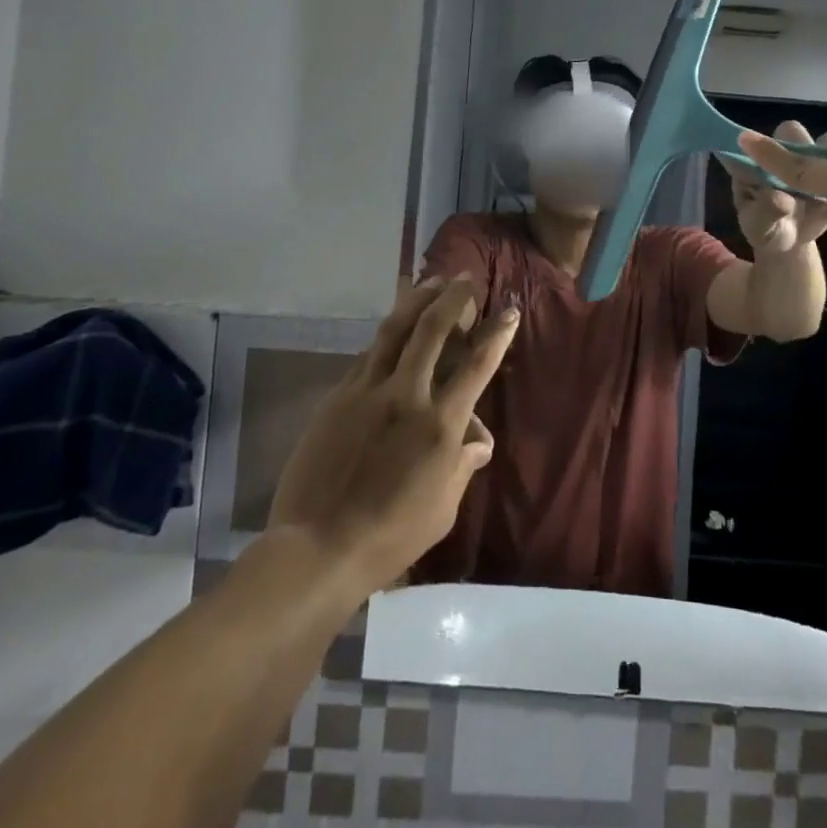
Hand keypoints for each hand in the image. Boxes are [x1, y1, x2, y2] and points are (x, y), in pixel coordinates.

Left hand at [268, 277, 517, 590]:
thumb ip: (462, 467)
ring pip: (394, 331)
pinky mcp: (337, 398)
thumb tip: (479, 441)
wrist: (317, 548)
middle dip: (453, 298)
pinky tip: (392, 332)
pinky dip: (387, 337)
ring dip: (416, 301)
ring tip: (430, 283)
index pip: (477, 366)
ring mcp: (366, 392)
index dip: (497, 333)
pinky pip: (367, 356)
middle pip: (431, 330)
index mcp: (439, 425)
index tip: (509, 310)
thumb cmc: (390, 537)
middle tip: (464, 279)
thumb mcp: (442, 509)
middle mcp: (406, 396)